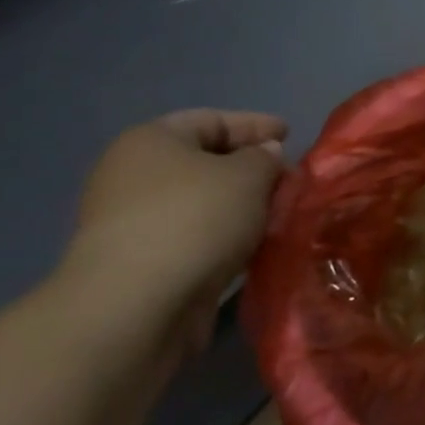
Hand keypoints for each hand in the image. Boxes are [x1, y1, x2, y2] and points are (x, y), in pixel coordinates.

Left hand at [61, 110, 288, 353]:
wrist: (137, 305)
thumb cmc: (195, 220)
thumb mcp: (248, 176)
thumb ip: (264, 159)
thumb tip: (264, 155)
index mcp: (150, 141)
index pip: (211, 120)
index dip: (255, 124)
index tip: (291, 134)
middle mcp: (132, 175)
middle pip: (203, 161)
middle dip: (250, 169)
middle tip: (289, 178)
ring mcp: (132, 221)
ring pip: (201, 203)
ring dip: (240, 207)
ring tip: (279, 213)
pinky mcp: (141, 262)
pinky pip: (195, 236)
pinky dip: (225, 236)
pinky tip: (254, 245)